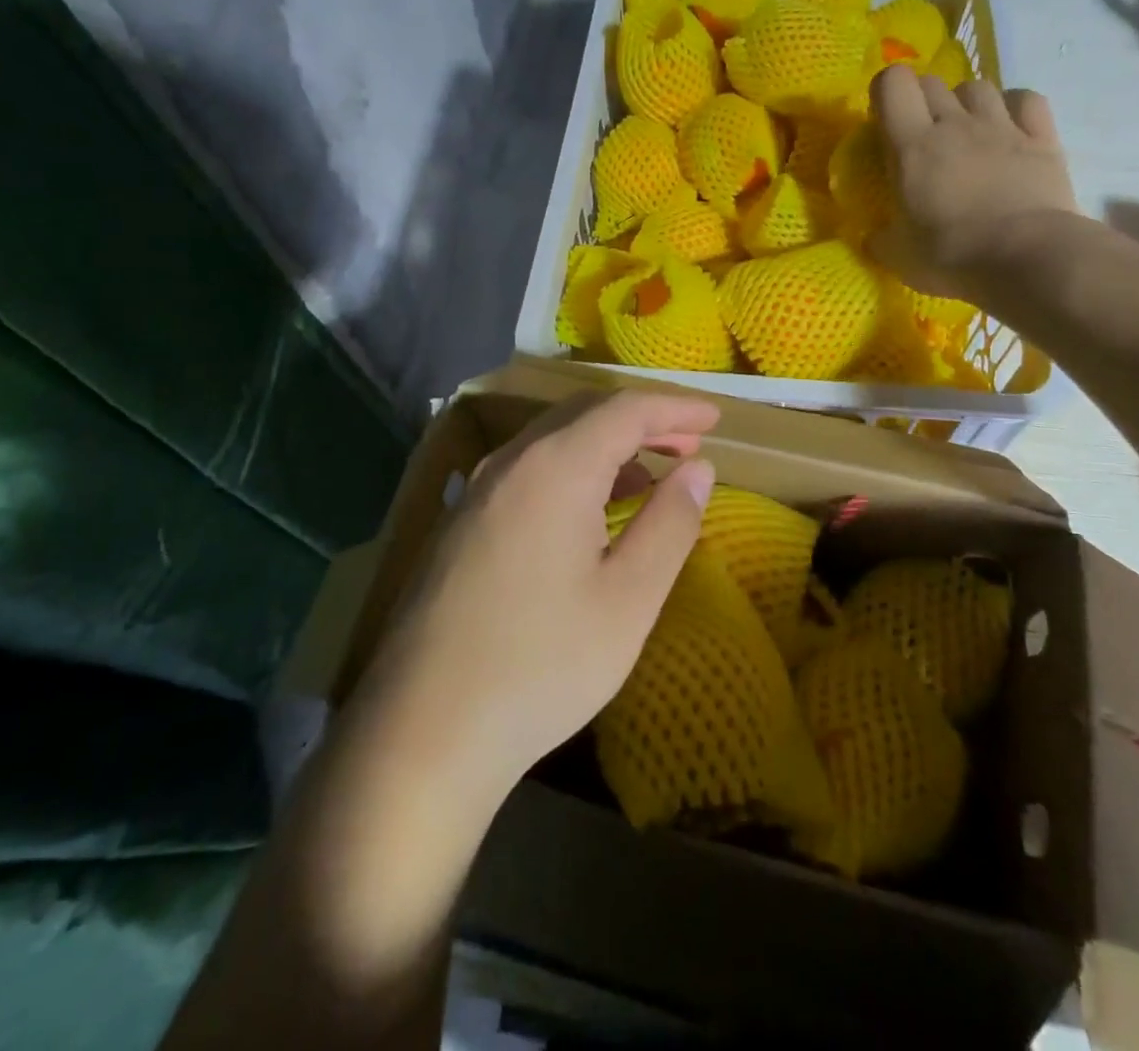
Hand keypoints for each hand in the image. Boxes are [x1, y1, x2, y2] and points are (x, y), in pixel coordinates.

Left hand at [347, 391, 719, 813]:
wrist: (422, 731)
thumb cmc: (542, 664)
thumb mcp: (629, 599)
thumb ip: (669, 524)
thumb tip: (698, 471)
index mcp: (555, 467)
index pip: (625, 409)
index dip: (675, 407)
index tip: (715, 418)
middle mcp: (511, 462)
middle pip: (585, 414)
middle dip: (643, 422)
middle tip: (690, 445)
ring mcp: (476, 490)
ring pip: (553, 441)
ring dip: (606, 446)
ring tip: (649, 476)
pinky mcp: (460, 523)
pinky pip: (528, 471)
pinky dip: (572, 471)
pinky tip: (590, 510)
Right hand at [870, 65, 1077, 297]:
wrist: (1028, 259)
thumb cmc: (952, 257)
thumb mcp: (899, 257)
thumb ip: (882, 239)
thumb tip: (875, 237)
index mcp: (912, 147)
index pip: (893, 84)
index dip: (885, 91)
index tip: (883, 120)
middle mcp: (955, 124)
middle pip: (932, 83)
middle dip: (920, 101)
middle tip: (920, 135)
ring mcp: (1002, 127)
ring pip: (977, 87)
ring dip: (964, 103)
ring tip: (964, 132)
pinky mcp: (1042, 139)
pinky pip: (1025, 100)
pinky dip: (1013, 106)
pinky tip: (1008, 127)